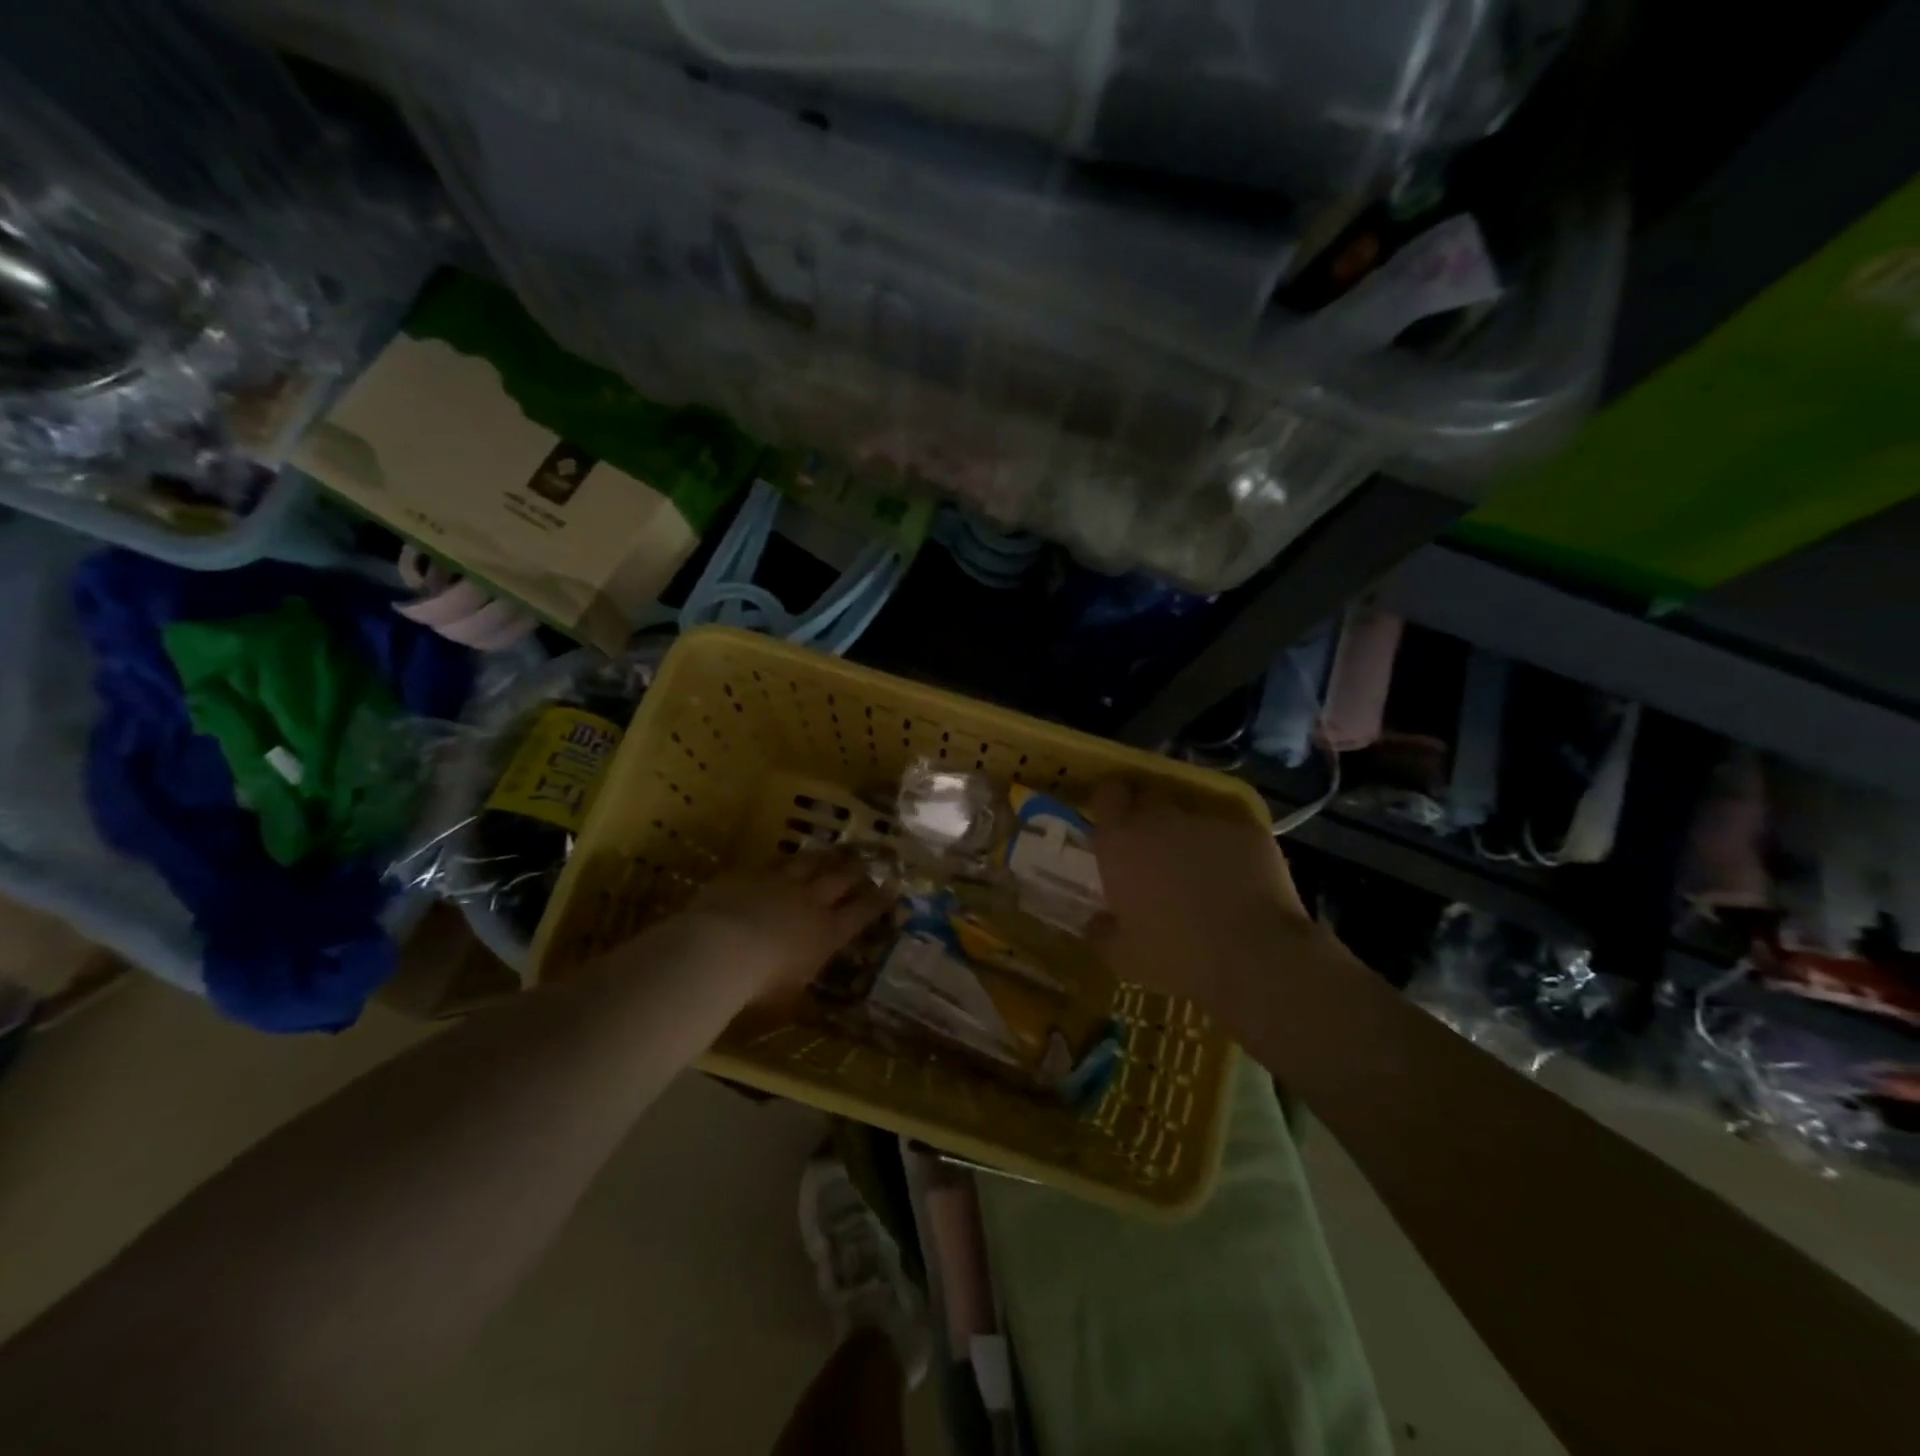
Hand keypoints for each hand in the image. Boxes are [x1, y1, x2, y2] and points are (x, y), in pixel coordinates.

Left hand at [680, 852, 890, 1008]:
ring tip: (830, 853)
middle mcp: (810, 901)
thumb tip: (811, 1003)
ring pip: (809, 862)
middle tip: (864, 864)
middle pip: (841, 878)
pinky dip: (782, 863)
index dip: (879, 901)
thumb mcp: (787, 1000)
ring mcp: (780, 882)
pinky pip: (772, 863)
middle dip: (856, 871)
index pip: (862, 912)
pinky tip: (782, 861)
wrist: (717, 950)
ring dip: (823, 858)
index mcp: (827, 933)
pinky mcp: (751, 874)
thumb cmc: (758, 986)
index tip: (892, 892)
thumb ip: (801, 992)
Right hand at [1089, 780, 1314, 1013]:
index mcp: (1120, 842)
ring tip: (1199, 868)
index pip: (1107, 794)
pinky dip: (1228, 849)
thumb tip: (1096, 922)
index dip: (1110, 802)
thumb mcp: (1123, 956)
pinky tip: (1237, 880)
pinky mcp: (1249, 831)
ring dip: (1188, 834)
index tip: (1113, 819)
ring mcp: (1207, 821)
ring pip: (1191, 815)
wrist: (1253, 958)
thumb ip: (1102, 931)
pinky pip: (1230, 832)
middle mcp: (1160, 819)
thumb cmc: (1175, 957)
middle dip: (1148, 813)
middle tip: (1152, 846)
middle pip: (1149, 795)